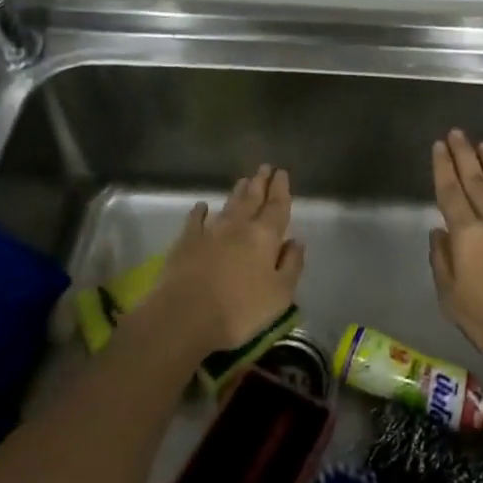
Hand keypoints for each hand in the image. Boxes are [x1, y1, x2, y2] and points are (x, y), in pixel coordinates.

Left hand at [152, 165, 305, 352]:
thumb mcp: (280, 294)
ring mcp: (210, 231)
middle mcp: (239, 226)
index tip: (282, 172)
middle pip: (252, 199)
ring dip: (237, 192)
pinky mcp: (186, 241)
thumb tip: (296, 241)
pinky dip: (200, 211)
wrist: (185, 315)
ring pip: (228, 205)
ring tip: (243, 180)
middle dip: (260, 183)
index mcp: (265, 237)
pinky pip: (195, 219)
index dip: (281, 189)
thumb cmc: (240, 310)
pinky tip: (202, 206)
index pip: (277, 207)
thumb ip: (292, 264)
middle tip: (264, 167)